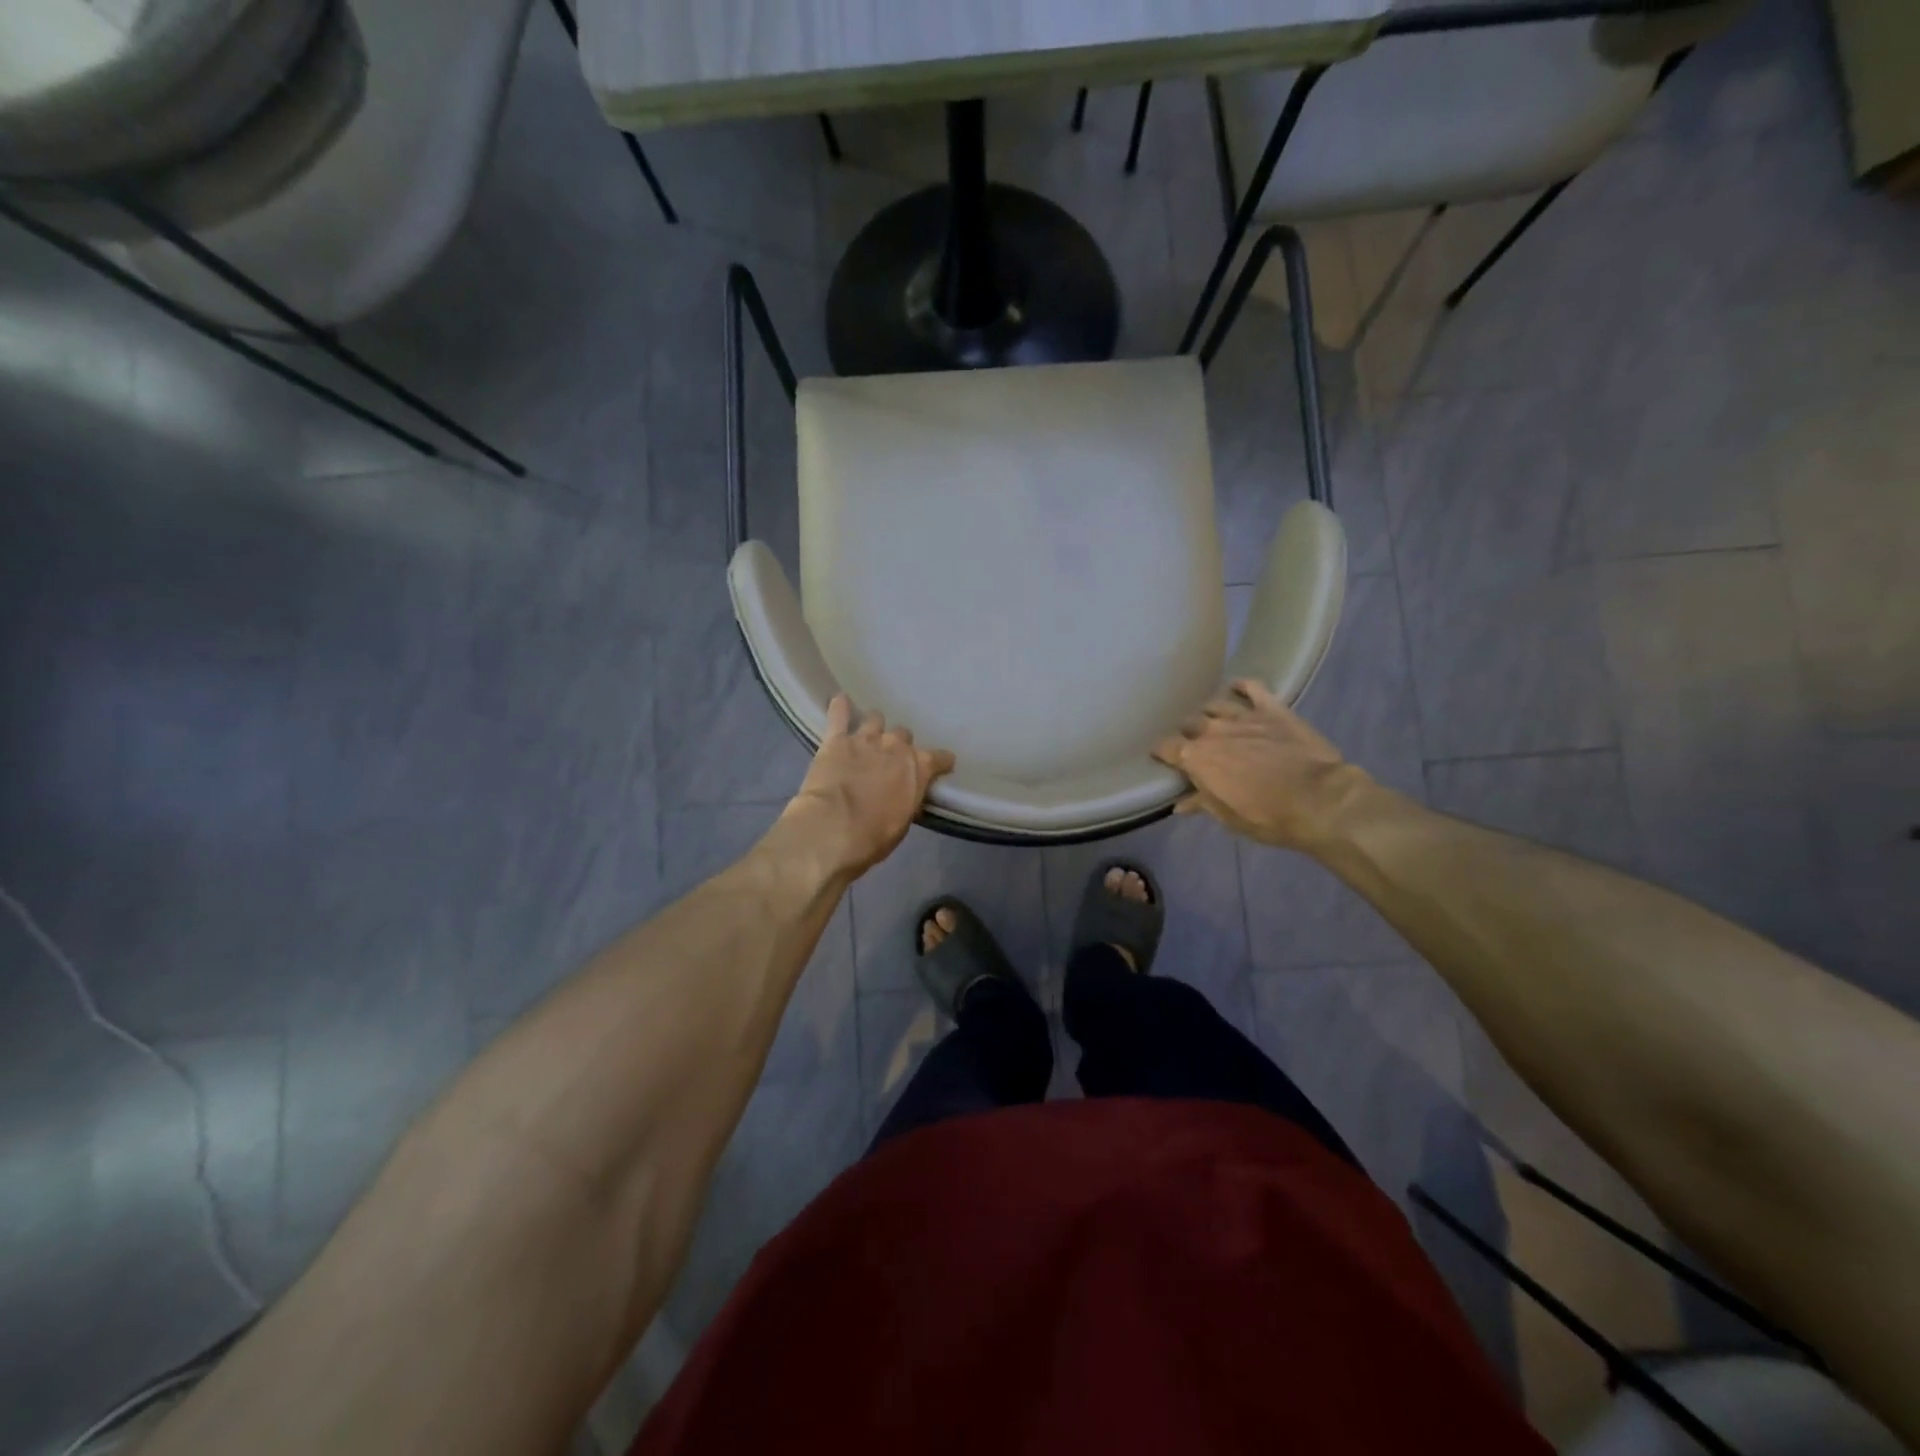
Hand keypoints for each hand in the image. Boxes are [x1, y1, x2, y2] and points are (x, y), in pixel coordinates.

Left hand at [775, 695, 955, 879]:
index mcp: (918, 768)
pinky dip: (839, 706)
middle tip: (890, 759)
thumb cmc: (873, 836)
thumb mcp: (902, 823)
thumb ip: (907, 800)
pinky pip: (839, 714)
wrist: (833, 830)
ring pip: (875, 719)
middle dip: (899, 745)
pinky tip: (839, 700)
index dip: (941, 762)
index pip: (940, 758)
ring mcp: (865, 739)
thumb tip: (905, 795)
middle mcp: (896, 746)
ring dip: (873, 727)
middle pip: (903, 735)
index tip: (941, 766)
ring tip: (867, 736)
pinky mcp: (836, 739)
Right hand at [1153, 679, 1371, 852]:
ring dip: (1210, 713)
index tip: (1161, 757)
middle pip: (1189, 723)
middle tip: (1193, 743)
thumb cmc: (1268, 817)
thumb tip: (1180, 804)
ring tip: (1211, 719)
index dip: (1162, 752)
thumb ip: (1202, 804)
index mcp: (1197, 759)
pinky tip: (1236, 686)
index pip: (1167, 748)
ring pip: (1215, 705)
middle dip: (1187, 732)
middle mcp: (1213, 732)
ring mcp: (1243, 717)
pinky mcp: (1272, 709)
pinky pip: (1252, 687)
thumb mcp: (1228, 818)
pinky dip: (1242, 685)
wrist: (1318, 800)